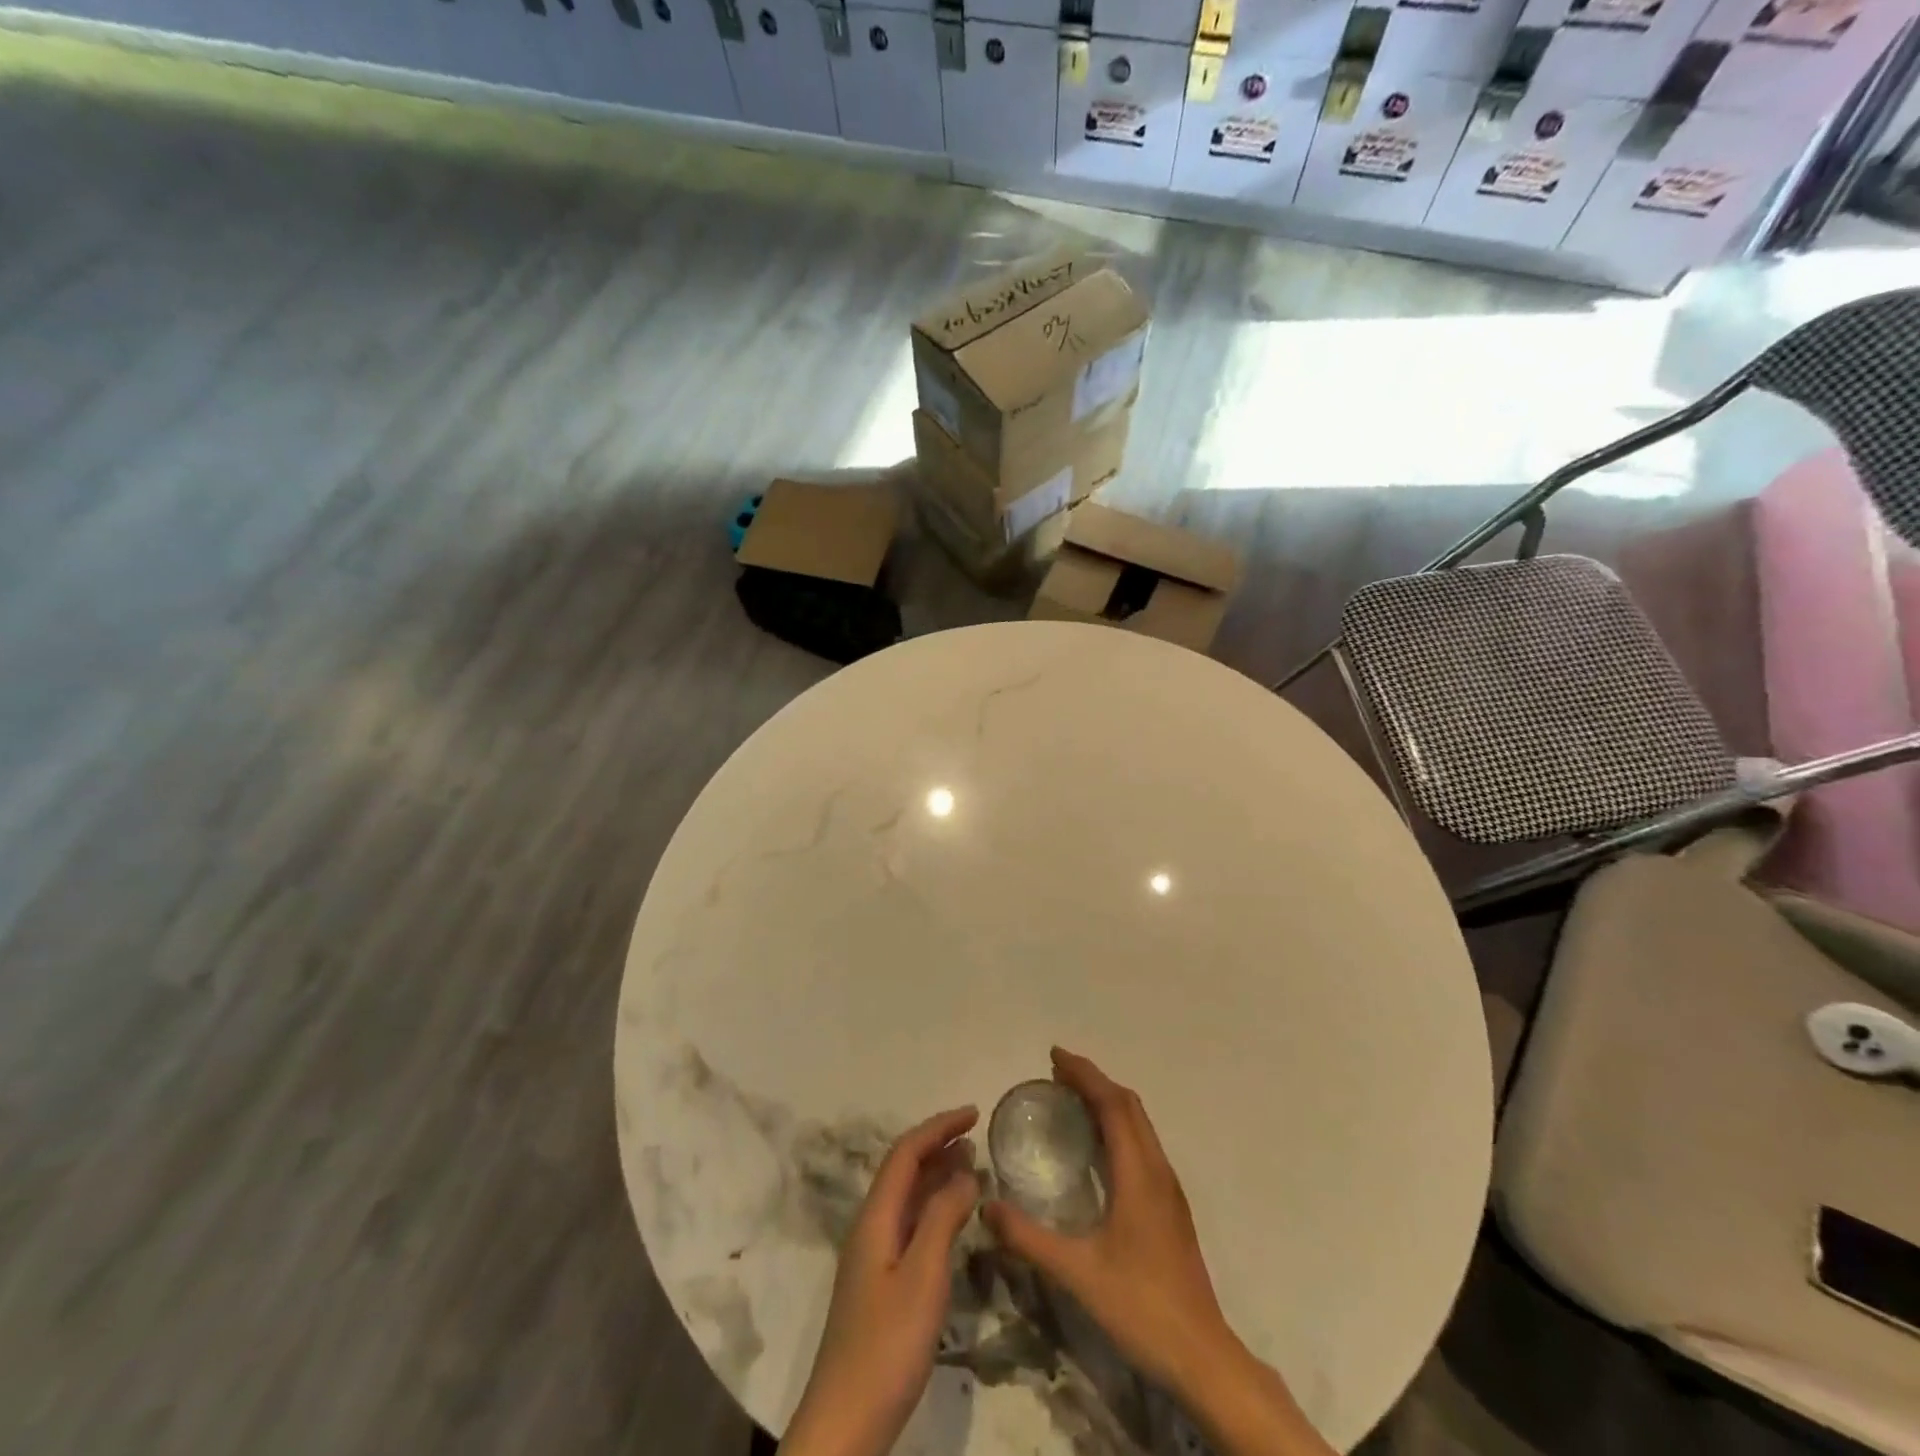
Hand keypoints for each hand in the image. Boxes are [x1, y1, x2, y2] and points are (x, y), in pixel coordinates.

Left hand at [781, 1107, 980, 1455]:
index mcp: (875, 1217)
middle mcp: (871, 1227)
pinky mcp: (881, 1284)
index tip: (974, 1113)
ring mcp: (873, 1256)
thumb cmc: (886, 1344)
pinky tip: (954, 1219)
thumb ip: (943, 1218)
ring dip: (937, 1175)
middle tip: (977, 1136)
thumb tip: (965, 1171)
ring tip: (972, 1165)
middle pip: (904, 1170)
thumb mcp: (923, 1276)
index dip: (939, 1127)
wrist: (845, 1422)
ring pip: (907, 1198)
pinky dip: (935, 1208)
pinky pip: (910, 1224)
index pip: (905, 1152)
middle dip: (938, 1145)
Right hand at [981, 1048, 1232, 1401]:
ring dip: (1108, 1101)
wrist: (1203, 1356)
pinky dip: (1118, 1126)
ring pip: (1140, 1124)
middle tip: (1057, 1073)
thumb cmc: (1141, 1306)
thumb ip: (1029, 1238)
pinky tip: (1098, 1149)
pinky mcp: (1170, 1207)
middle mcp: (1158, 1170)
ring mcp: (1169, 1189)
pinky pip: (1143, 1144)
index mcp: (1139, 1173)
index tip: (1054, 1056)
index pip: (1112, 1103)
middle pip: (1129, 1105)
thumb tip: (986, 1206)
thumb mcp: (1078, 1272)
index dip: (1084, 1074)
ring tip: (1072, 1100)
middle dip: (1094, 1081)